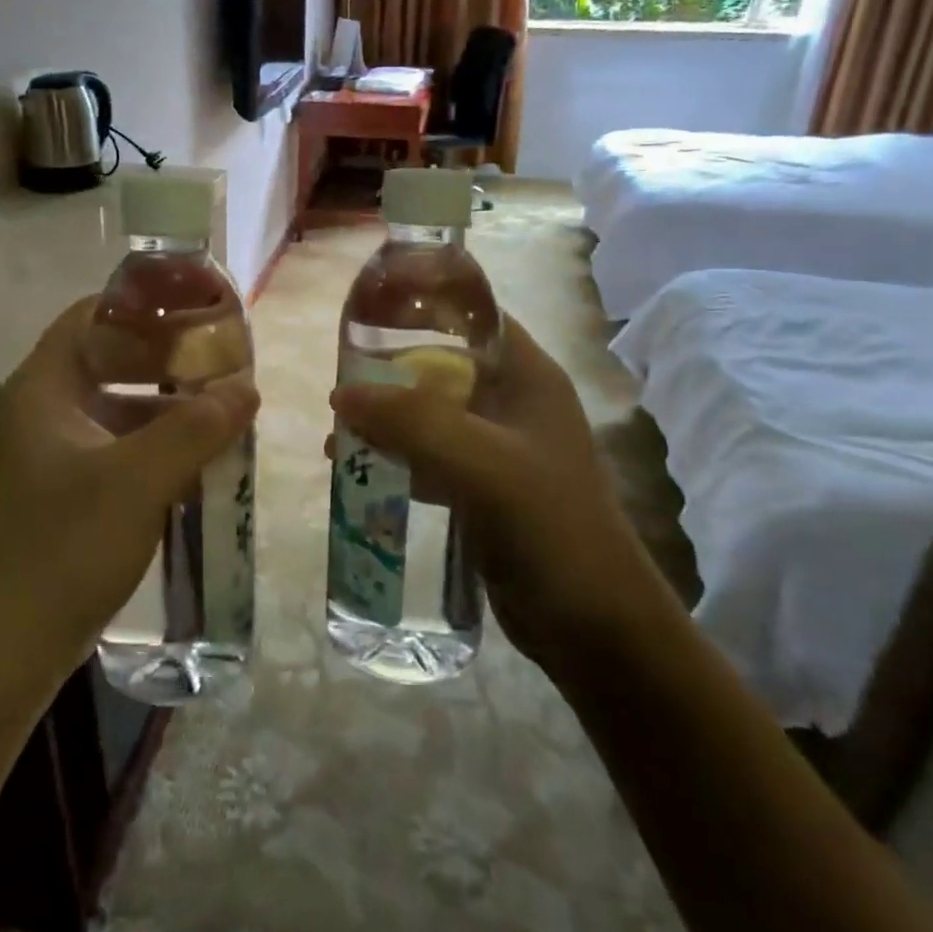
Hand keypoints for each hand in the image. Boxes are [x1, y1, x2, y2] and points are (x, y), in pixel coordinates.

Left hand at [0, 297, 259, 682]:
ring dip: (173, 405)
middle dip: (170, 357)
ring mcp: (60, 452)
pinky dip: (163, 444)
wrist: (8, 647)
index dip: (143, 303)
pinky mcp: (74, 490)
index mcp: (46, 386)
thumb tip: (248, 388)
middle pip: (113, 358)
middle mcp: (49, 409)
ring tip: (229, 405)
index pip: (92, 314)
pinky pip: (126, 447)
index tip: (197, 304)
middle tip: (225, 356)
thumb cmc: (65, 545)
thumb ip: (197, 427)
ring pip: (124, 406)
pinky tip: (207, 457)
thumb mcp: (139, 479)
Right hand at [330, 317, 676, 676]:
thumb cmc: (550, 528)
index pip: (474, 317)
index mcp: (527, 378)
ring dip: (386, 418)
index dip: (425, 304)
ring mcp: (498, 449)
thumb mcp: (482, 464)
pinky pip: (429, 458)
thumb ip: (412, 422)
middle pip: (442, 365)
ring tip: (338, 430)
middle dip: (390, 370)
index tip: (368, 311)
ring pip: (430, 414)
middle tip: (341, 378)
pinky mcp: (483, 489)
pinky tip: (356, 472)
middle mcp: (513, 403)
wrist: (594, 628)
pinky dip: (395, 458)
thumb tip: (341, 393)